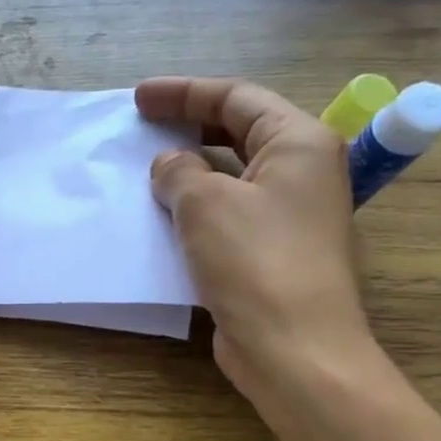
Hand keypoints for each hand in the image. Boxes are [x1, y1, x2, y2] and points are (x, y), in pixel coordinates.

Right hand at [135, 77, 371, 392]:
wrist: (293, 348)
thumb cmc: (255, 261)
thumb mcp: (205, 203)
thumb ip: (179, 172)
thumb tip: (169, 167)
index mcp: (299, 143)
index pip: (237, 98)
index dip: (184, 93)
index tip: (139, 98)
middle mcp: (302, 172)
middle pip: (239, 131)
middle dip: (189, 125)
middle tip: (142, 124)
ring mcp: (289, 214)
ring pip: (232, 174)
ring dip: (189, 168)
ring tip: (145, 168)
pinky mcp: (272, 251)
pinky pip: (228, 213)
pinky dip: (195, 206)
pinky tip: (162, 215)